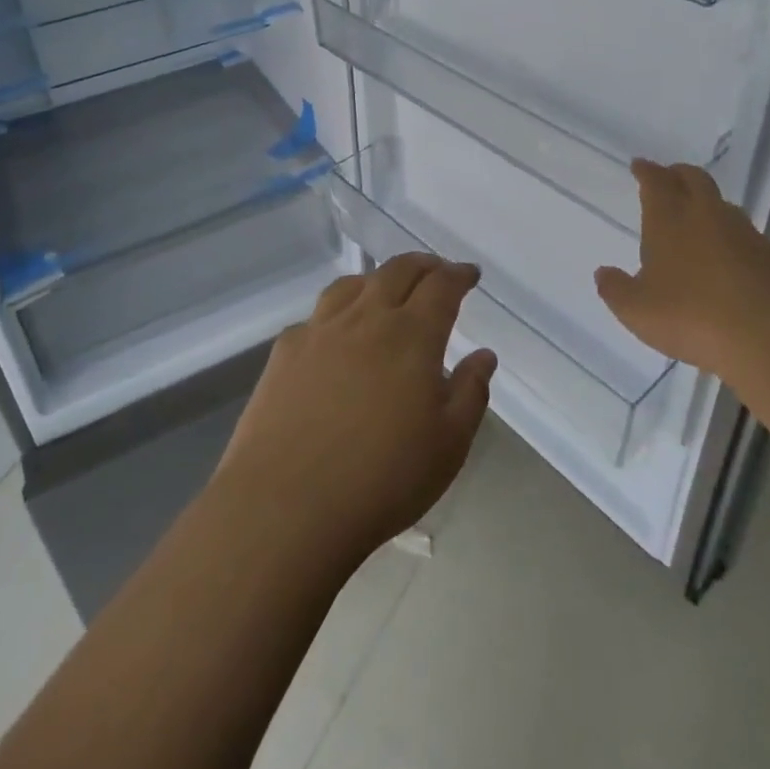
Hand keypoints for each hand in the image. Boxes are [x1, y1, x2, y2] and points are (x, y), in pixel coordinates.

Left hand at [214, 253, 497, 559]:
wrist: (287, 503)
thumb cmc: (382, 479)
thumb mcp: (448, 445)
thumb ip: (470, 392)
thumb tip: (483, 355)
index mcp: (411, 335)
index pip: (441, 286)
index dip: (458, 275)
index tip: (469, 274)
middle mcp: (366, 318)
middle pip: (397, 271)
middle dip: (422, 265)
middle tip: (436, 271)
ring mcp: (321, 329)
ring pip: (353, 284)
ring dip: (378, 279)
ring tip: (387, 290)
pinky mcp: (286, 349)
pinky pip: (318, 315)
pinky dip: (338, 312)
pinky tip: (337, 335)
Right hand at [595, 159, 769, 372]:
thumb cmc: (692, 318)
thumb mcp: (636, 310)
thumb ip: (616, 289)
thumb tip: (604, 273)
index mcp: (670, 219)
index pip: (656, 181)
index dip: (646, 171)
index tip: (639, 166)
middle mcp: (708, 216)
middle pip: (695, 179)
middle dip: (678, 175)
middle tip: (669, 179)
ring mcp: (747, 235)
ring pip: (724, 206)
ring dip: (708, 206)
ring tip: (697, 221)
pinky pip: (748, 238)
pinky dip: (733, 240)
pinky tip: (729, 262)